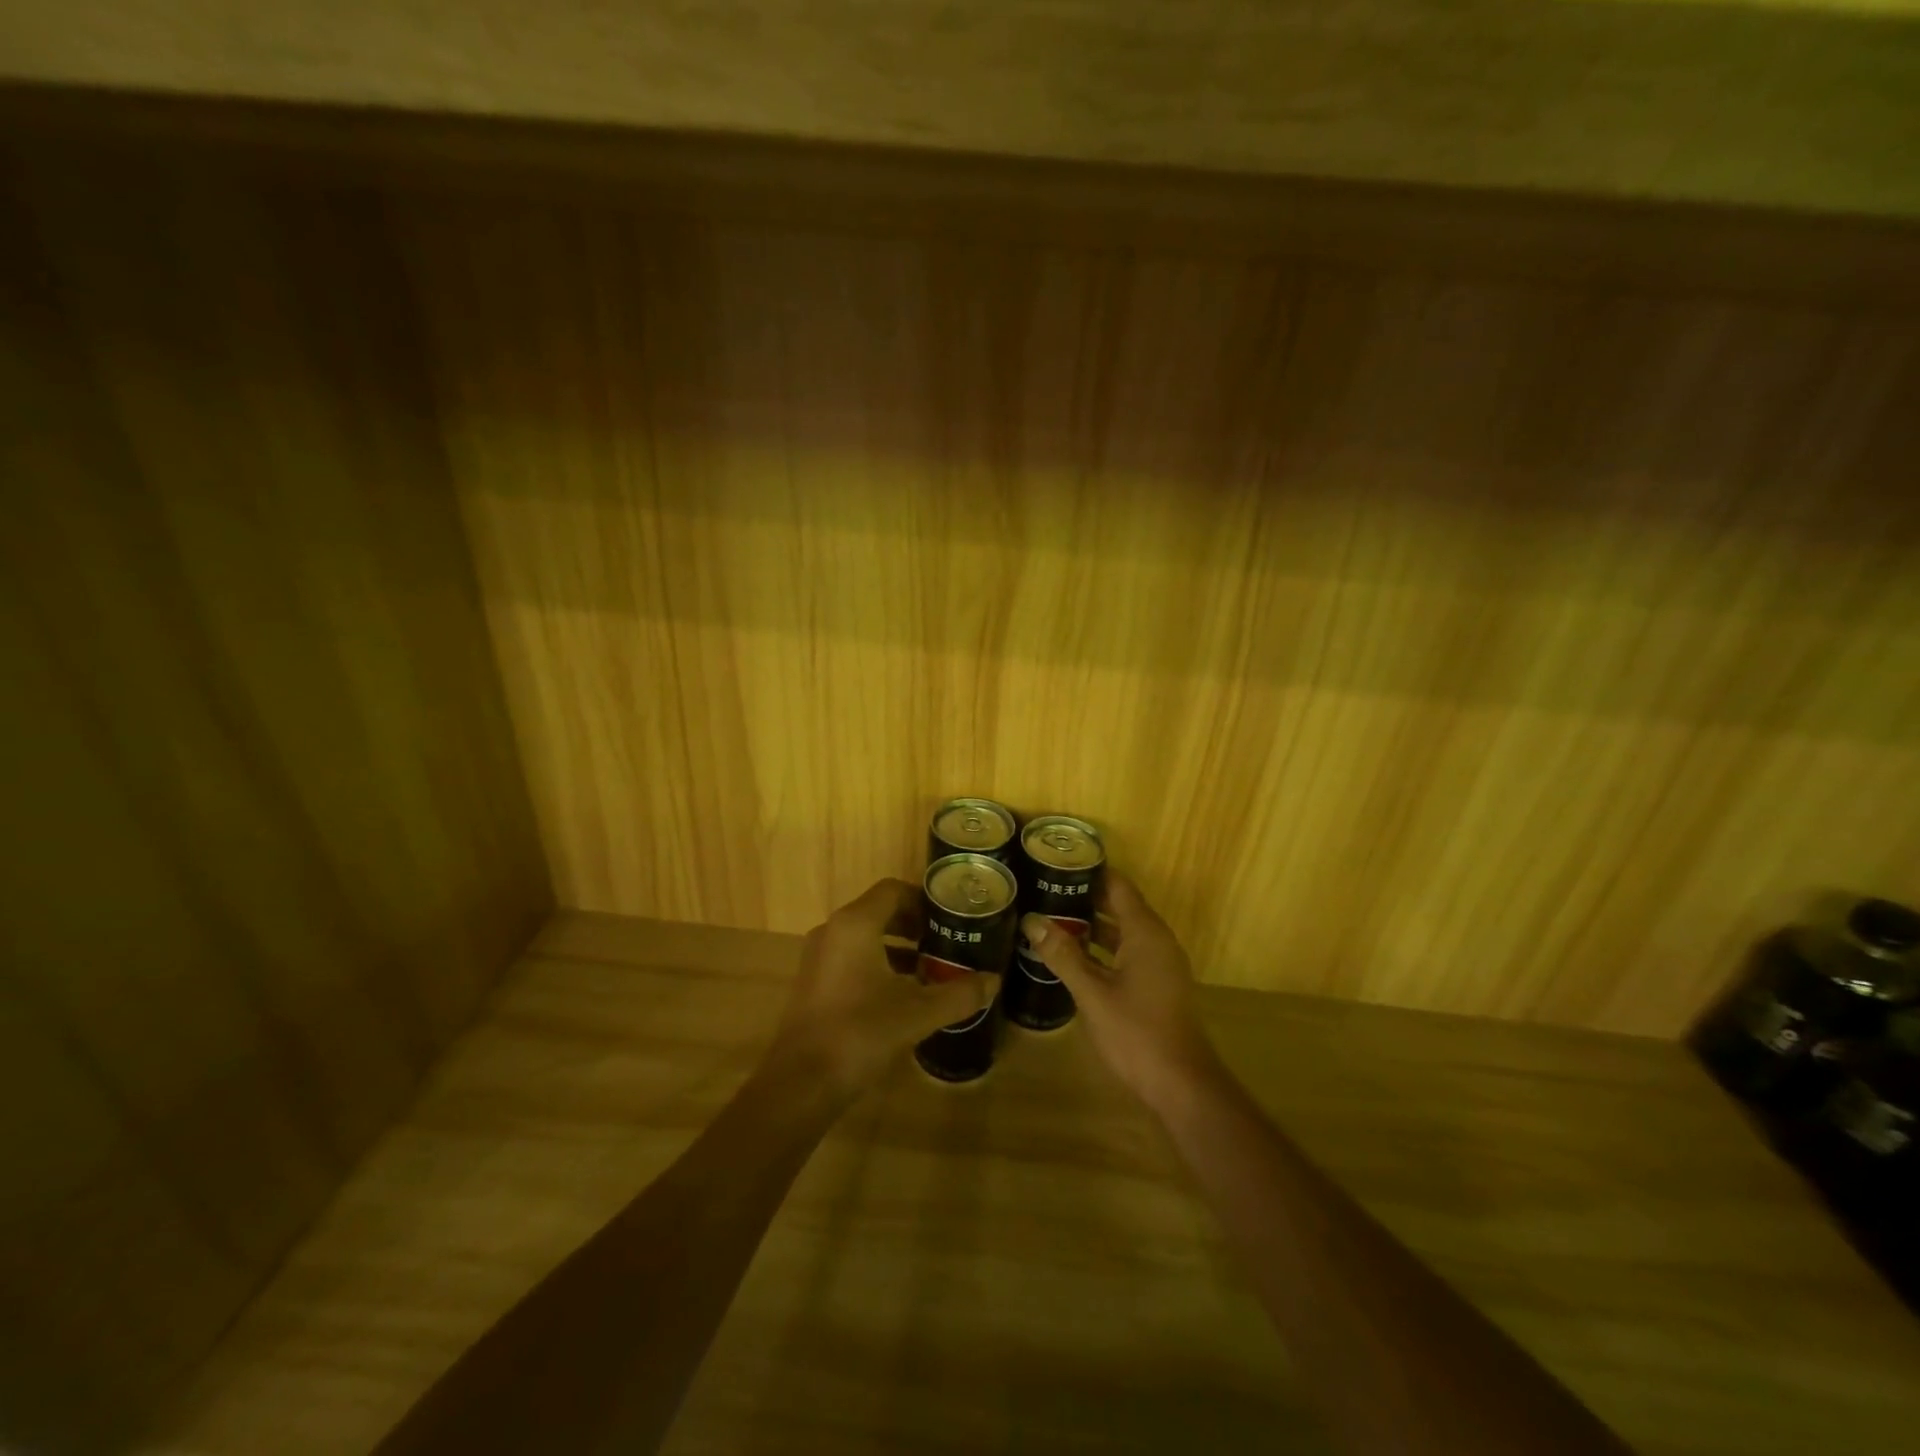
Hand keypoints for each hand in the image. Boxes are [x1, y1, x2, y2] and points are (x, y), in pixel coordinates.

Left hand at [765, 879, 1000, 1101]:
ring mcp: (818, 957)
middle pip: (878, 910)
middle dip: (913, 923)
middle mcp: (833, 931)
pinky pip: (850, 957)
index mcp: (855, 924)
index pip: (893, 890)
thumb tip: (994, 981)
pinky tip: (901, 992)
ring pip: (864, 936)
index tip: (950, 917)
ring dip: (896, 945)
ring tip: (930, 965)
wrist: (801, 1083)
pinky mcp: (813, 982)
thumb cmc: (861, 1033)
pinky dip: (877, 963)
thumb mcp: (918, 1013)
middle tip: (946, 940)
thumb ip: (959, 994)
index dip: (923, 899)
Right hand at [1020, 874, 1220, 1109]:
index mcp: (1145, 933)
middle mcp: (1156, 940)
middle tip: (1043, 889)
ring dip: (1090, 923)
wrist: (1182, 1084)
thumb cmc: (1137, 1033)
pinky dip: (1101, 946)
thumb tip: (1032, 920)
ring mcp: (1159, 963)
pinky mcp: (1156, 983)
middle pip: (1119, 905)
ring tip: (1050, 916)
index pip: (1117, 886)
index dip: (1089, 871)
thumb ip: (1063, 955)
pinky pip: (1126, 950)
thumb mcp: (1093, 993)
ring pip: (1121, 930)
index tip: (1055, 863)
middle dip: (1083, 896)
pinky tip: (1071, 954)